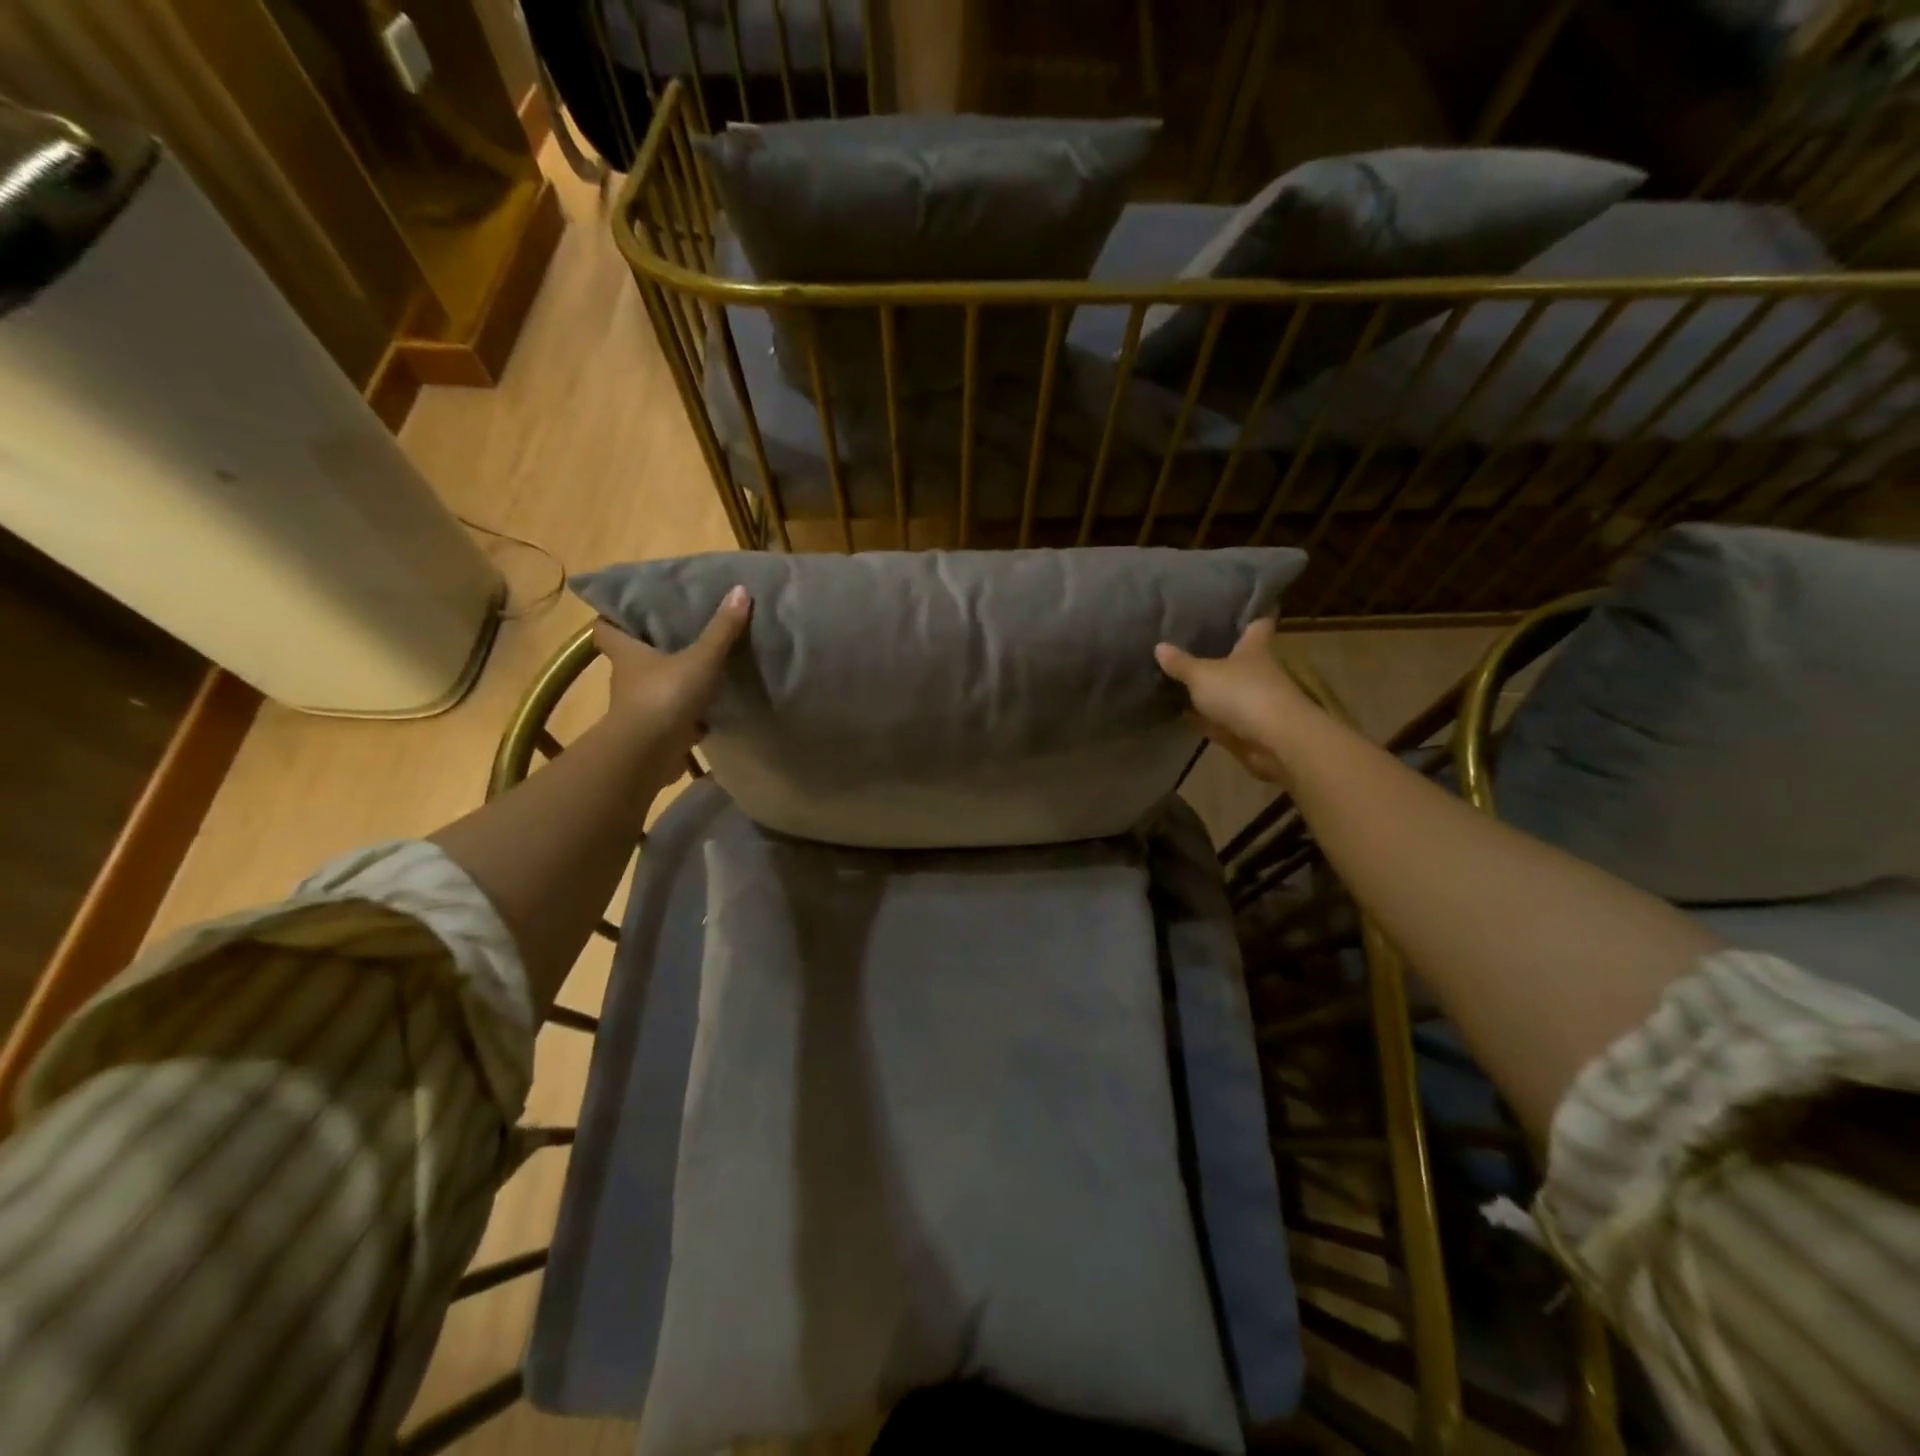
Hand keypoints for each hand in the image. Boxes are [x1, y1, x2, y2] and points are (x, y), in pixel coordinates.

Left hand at [591, 585, 750, 764]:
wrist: (649, 753)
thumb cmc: (664, 696)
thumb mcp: (700, 658)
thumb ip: (721, 629)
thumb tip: (740, 589)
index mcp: (627, 654)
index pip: (606, 629)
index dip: (613, 618)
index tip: (630, 610)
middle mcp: (627, 679)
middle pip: (633, 658)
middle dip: (652, 650)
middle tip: (679, 634)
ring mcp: (640, 709)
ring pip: (654, 689)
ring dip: (672, 683)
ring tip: (701, 670)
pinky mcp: (656, 734)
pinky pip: (673, 719)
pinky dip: (688, 715)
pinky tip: (710, 710)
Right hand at [1155, 618, 1318, 783]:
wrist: (1275, 742)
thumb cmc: (1243, 694)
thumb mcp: (1203, 675)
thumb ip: (1181, 663)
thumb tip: (1159, 646)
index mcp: (1254, 648)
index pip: (1258, 623)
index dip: (1251, 613)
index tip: (1239, 604)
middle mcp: (1258, 671)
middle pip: (1241, 656)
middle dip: (1222, 651)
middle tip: (1191, 639)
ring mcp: (1254, 701)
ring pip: (1229, 688)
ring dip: (1212, 686)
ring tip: (1180, 674)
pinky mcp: (1247, 728)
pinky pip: (1221, 718)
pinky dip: (1205, 716)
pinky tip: (1183, 711)